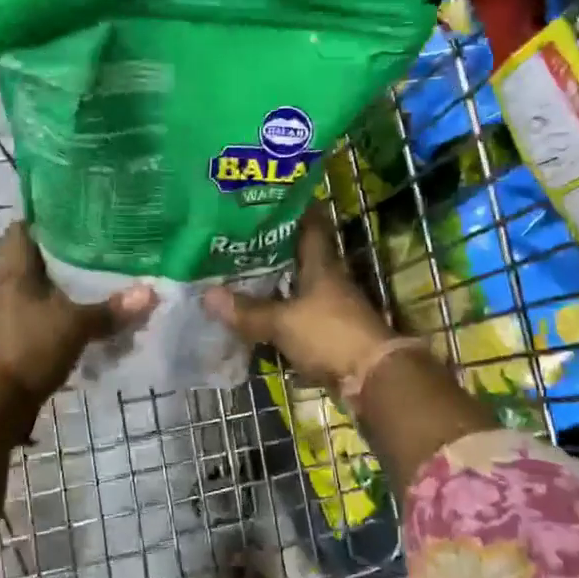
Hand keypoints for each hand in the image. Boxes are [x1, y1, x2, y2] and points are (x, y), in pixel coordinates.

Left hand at [0, 224, 154, 401]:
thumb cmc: (29, 348)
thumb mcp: (76, 326)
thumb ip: (111, 310)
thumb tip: (151, 292)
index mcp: (14, 271)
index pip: (22, 229)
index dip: (45, 218)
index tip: (76, 215)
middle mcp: (6, 288)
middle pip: (35, 261)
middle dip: (65, 256)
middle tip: (101, 249)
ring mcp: (7, 316)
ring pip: (39, 291)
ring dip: (64, 290)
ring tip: (100, 284)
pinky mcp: (13, 341)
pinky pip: (41, 318)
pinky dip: (61, 317)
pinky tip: (86, 320)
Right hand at [202, 206, 394, 390]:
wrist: (372, 378)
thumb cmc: (330, 335)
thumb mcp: (284, 321)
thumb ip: (248, 310)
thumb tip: (206, 294)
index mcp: (322, 266)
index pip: (310, 226)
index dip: (292, 210)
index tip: (267, 199)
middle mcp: (328, 282)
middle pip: (299, 258)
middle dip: (270, 250)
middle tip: (236, 240)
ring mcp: (330, 309)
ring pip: (296, 289)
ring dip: (273, 285)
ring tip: (237, 276)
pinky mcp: (328, 335)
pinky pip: (296, 318)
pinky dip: (277, 316)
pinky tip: (255, 317)